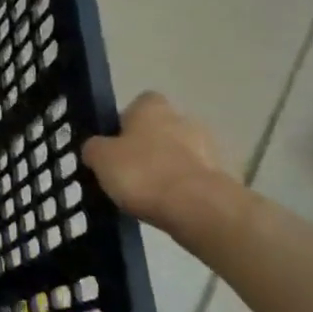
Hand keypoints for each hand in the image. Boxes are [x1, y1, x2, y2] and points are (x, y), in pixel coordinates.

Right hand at [81, 92, 235, 235]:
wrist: (197, 207)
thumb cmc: (142, 172)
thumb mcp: (100, 158)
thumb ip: (94, 148)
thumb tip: (95, 146)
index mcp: (152, 107)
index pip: (138, 104)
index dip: (124, 121)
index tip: (114, 144)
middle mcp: (182, 118)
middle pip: (159, 128)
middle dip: (146, 145)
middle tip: (126, 170)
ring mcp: (206, 146)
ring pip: (177, 152)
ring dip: (164, 166)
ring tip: (144, 192)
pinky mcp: (219, 175)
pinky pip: (190, 176)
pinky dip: (179, 186)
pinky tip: (165, 204)